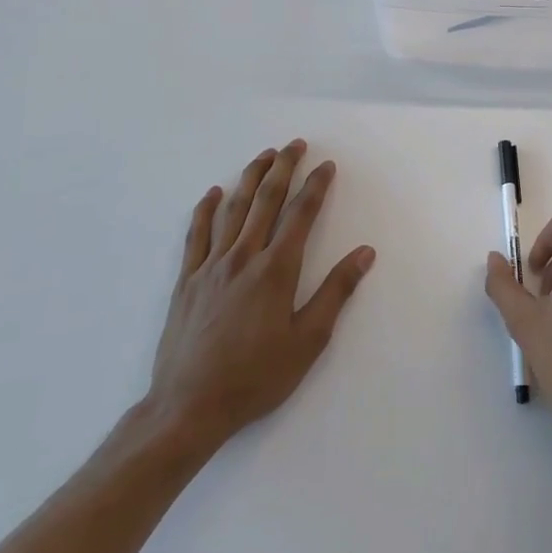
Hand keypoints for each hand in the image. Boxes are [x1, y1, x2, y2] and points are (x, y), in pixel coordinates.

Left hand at [142, 140, 374, 458]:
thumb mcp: (308, 341)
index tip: (327, 166)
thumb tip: (364, 253)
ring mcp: (210, 266)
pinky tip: (214, 193)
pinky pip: (196, 234)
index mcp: (276, 270)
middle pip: (265, 200)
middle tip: (295, 145)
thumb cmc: (256, 377)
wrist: (188, 407)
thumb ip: (336, 292)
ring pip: (233, 209)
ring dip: (250, 178)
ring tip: (263, 155)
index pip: (301, 215)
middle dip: (283, 168)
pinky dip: (206, 209)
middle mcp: (243, 257)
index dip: (316, 186)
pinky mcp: (186, 281)